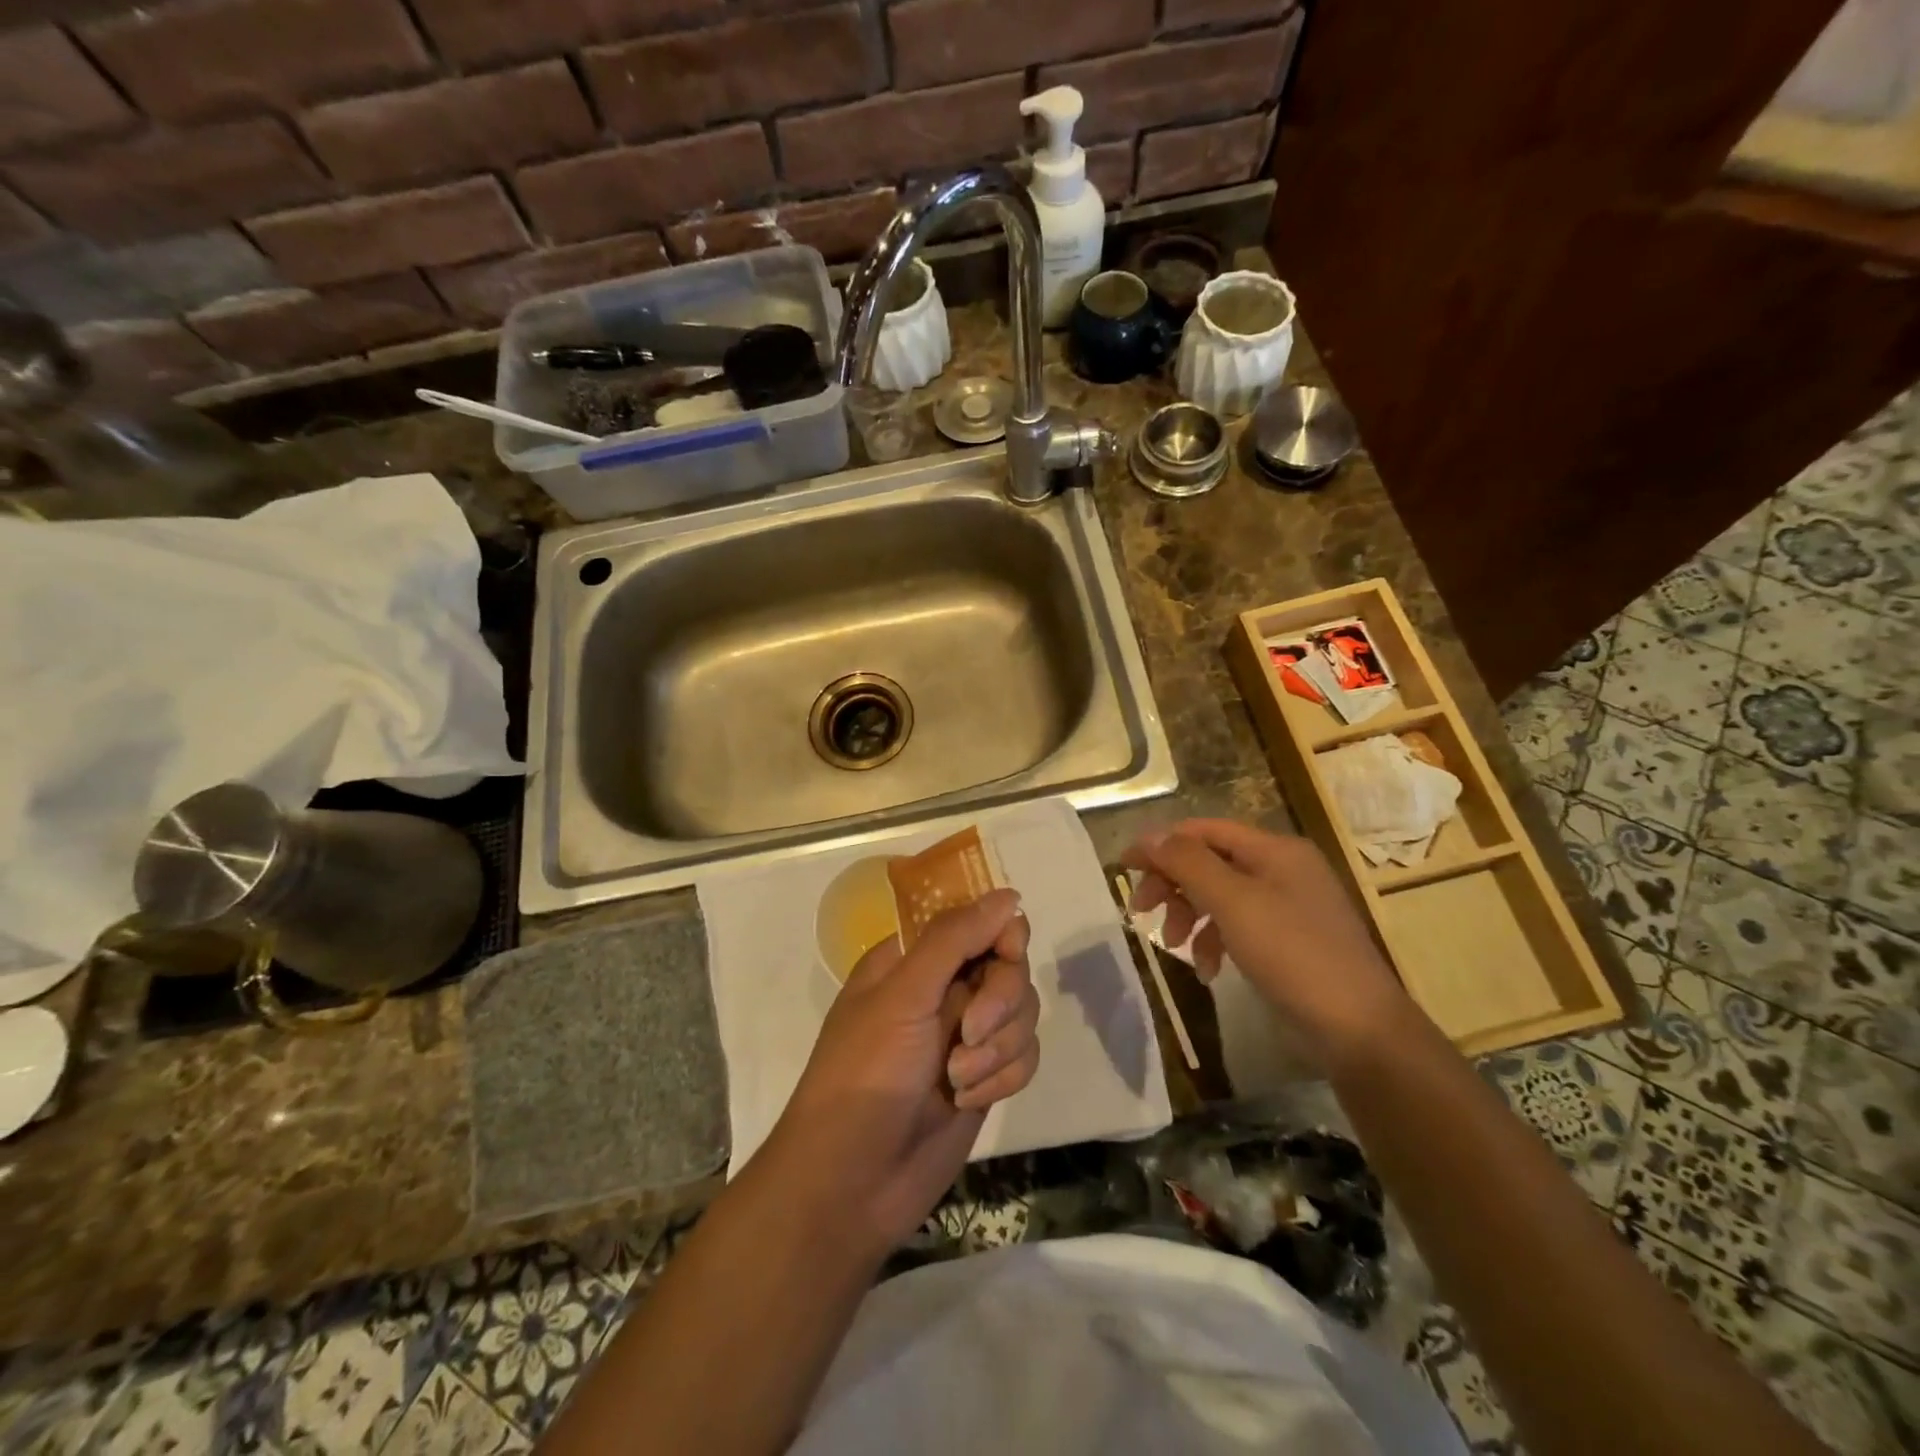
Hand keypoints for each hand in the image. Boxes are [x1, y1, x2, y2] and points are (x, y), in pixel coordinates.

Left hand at [768, 889, 1039, 1250]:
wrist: (853, 1184)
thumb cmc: (866, 1075)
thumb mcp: (904, 996)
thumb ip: (955, 939)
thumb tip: (1008, 895)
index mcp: (913, 959)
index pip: (978, 922)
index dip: (1001, 935)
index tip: (1005, 955)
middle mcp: (943, 989)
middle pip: (1009, 966)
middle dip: (999, 1003)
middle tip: (969, 1033)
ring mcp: (965, 1035)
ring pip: (1023, 1013)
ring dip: (998, 1048)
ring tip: (958, 1080)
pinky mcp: (985, 1078)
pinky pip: (1024, 1055)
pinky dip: (1002, 1077)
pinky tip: (968, 1101)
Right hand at [1122, 819, 1413, 1065]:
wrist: (1359, 1030)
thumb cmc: (1294, 955)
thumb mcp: (1234, 903)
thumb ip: (1189, 863)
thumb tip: (1149, 836)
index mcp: (1275, 850)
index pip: (1204, 830)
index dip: (1161, 844)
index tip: (1124, 868)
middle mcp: (1282, 869)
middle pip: (1209, 861)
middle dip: (1173, 884)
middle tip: (1141, 911)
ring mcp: (1287, 906)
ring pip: (1219, 895)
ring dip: (1189, 914)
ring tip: (1173, 945)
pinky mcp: (1287, 940)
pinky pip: (1237, 925)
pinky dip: (1214, 940)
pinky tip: (1206, 969)